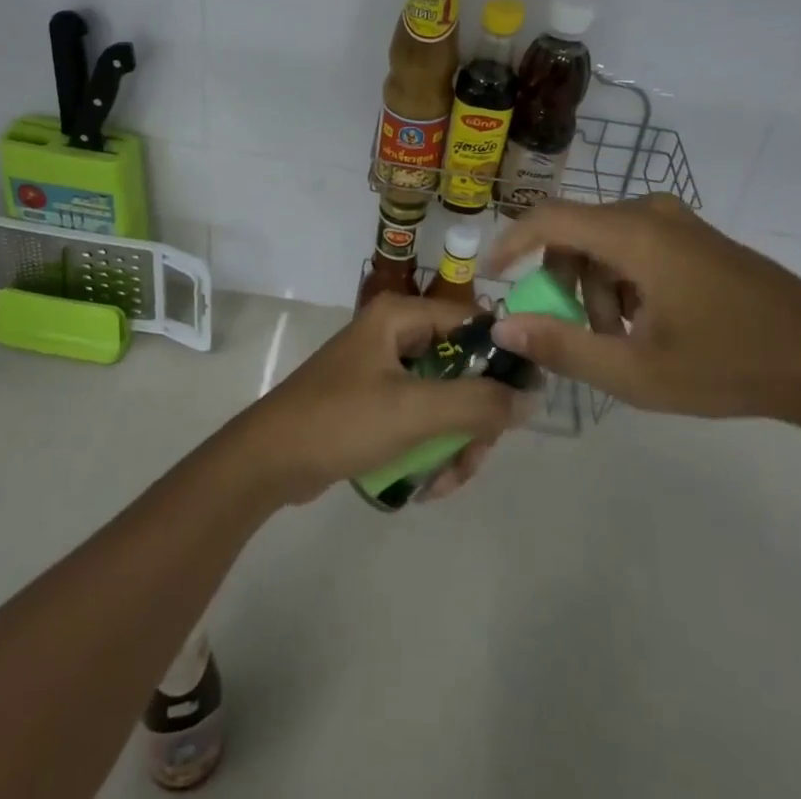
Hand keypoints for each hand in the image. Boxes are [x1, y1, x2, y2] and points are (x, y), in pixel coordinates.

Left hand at [233, 295, 536, 505]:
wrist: (269, 461)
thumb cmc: (342, 421)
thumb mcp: (415, 411)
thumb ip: (478, 403)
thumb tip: (531, 396)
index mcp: (399, 317)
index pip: (472, 322)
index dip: (501, 358)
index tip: (520, 404)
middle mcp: (394, 334)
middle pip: (461, 368)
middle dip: (473, 419)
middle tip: (473, 458)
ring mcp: (382, 369)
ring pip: (443, 399)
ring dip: (454, 442)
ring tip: (446, 482)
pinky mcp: (374, 402)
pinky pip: (420, 418)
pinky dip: (430, 448)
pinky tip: (426, 485)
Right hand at [487, 194, 800, 424]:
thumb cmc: (729, 364)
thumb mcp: (637, 371)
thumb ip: (564, 346)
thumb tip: (504, 325)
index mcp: (633, 235)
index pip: (548, 219)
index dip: (510, 242)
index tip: (490, 275)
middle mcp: (650, 213)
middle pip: (576, 234)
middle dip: (565, 284)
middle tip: (583, 335)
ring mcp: (677, 222)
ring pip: (605, 242)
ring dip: (597, 288)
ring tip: (624, 340)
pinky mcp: (695, 237)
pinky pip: (635, 245)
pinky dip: (623, 281)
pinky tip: (650, 324)